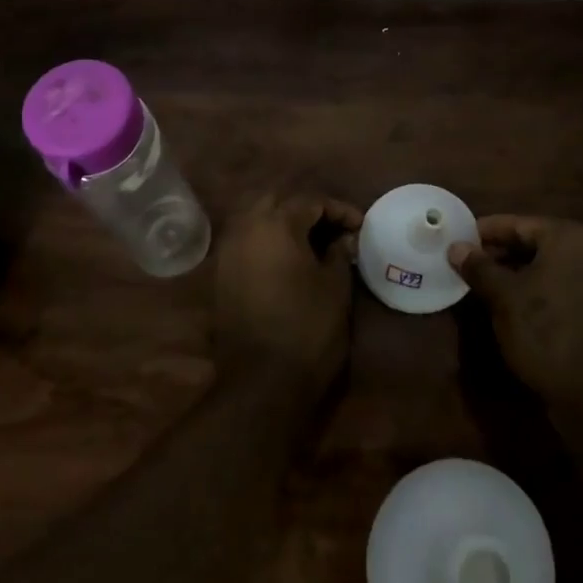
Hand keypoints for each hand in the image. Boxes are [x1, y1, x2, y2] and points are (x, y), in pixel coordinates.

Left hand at [212, 194, 362, 401]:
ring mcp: (228, 252)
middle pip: (278, 201)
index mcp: (276, 223)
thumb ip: (339, 253)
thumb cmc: (307, 328)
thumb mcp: (335, 287)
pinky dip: (268, 240)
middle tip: (334, 228)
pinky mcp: (221, 275)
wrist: (261, 381)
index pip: (311, 201)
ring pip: (257, 218)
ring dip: (284, 222)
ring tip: (313, 242)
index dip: (340, 210)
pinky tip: (289, 259)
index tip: (360, 227)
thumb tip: (342, 239)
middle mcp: (246, 228)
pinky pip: (247, 241)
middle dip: (307, 209)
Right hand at [449, 216, 582, 403]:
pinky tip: (517, 309)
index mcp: (569, 237)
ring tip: (486, 288)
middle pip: (536, 244)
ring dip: (519, 275)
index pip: (518, 224)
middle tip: (468, 266)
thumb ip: (479, 267)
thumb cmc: (547, 330)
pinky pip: (564, 289)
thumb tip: (456, 247)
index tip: (458, 240)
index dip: (485, 232)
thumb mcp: (505, 297)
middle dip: (501, 254)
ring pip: (550, 268)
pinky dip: (540, 293)